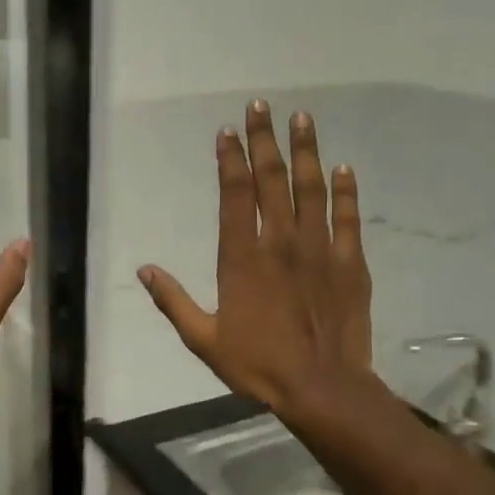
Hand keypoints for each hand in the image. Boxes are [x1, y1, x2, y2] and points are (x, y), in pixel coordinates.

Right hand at [139, 100, 373, 420]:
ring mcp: (320, 250)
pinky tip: (343, 168)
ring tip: (303, 118)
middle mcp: (281, 242)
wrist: (321, 388)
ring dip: (306, 151)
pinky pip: (348, 219)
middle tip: (261, 106)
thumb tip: (144, 269)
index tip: (226, 132)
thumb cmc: (256, 365)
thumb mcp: (202, 339)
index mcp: (242, 258)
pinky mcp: (350, 264)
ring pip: (311, 189)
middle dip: (265, 140)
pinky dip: (345, 192)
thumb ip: (173, 301)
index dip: (230, 159)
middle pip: (272, 180)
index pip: (234, 194)